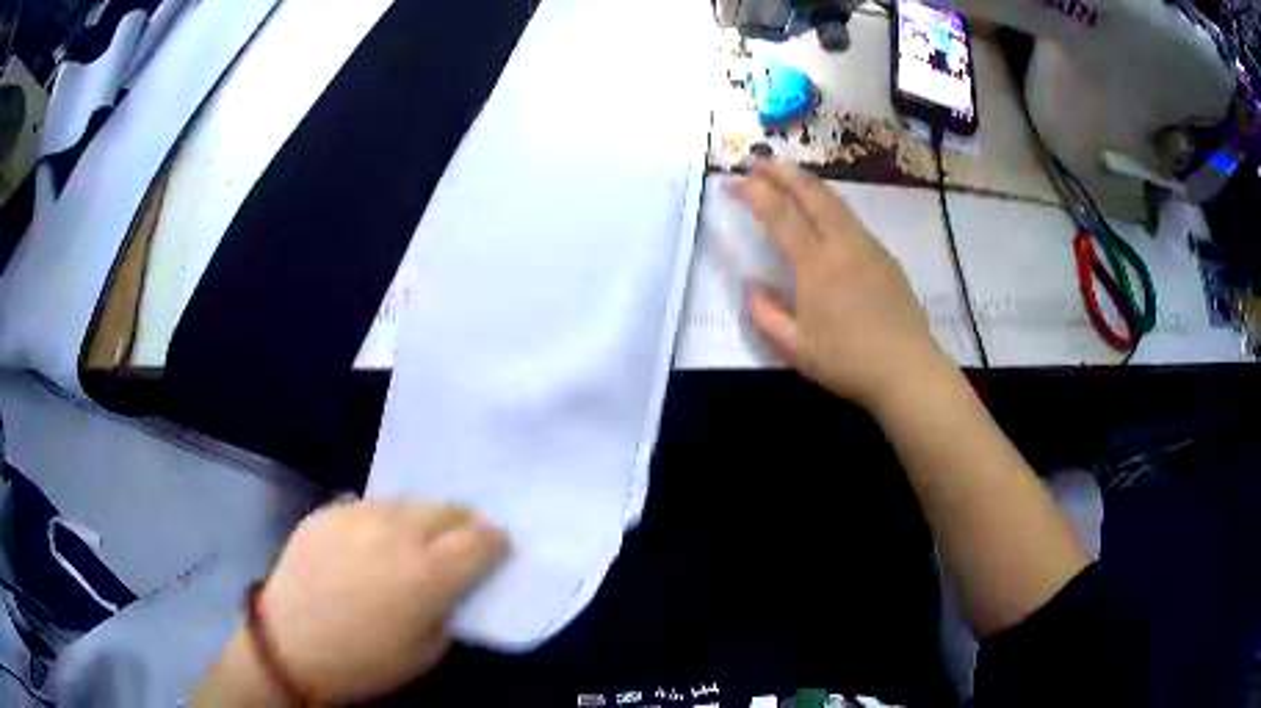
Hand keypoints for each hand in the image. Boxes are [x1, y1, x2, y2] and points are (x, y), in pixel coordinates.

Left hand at [252, 500, 506, 703]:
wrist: (288, 645)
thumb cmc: (364, 662)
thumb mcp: (425, 652)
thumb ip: (448, 611)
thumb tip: (455, 586)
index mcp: (428, 574)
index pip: (479, 540)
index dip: (496, 541)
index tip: (499, 546)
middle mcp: (397, 534)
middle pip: (446, 509)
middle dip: (464, 522)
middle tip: (464, 538)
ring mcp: (358, 516)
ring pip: (407, 501)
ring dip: (424, 517)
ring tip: (419, 536)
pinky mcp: (328, 512)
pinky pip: (368, 505)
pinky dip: (383, 519)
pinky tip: (374, 539)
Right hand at [732, 160, 947, 409]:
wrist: (908, 369)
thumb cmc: (848, 362)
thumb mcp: (796, 349)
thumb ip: (767, 315)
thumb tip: (753, 288)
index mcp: (816, 264)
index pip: (780, 213)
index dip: (753, 192)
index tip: (732, 183)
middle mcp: (843, 243)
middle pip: (811, 192)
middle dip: (781, 171)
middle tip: (758, 161)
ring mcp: (868, 245)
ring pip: (835, 200)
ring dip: (807, 182)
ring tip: (787, 176)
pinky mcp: (884, 255)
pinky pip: (850, 218)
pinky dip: (828, 203)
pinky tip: (822, 213)